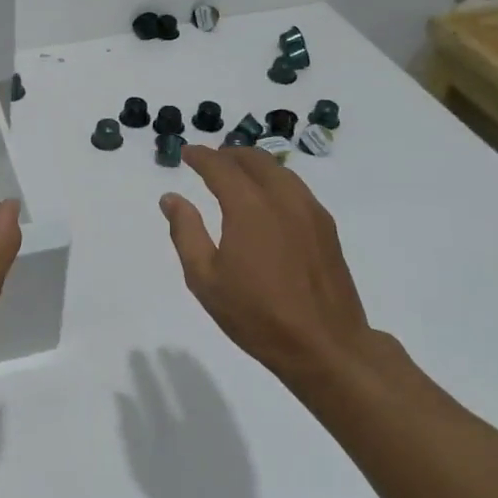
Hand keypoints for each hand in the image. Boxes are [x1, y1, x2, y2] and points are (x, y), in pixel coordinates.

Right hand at [159, 145, 371, 388]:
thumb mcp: (205, 279)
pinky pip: (296, 188)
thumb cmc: (256, 315)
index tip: (186, 152)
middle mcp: (282, 198)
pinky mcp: (326, 227)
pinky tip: (268, 200)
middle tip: (210, 161)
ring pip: (279, 170)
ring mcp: (310, 211)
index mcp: (249, 206)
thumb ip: (186, 232)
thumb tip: (171, 198)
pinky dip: (275, 180)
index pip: (220, 166)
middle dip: (228, 154)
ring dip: (254, 164)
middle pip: (254, 159)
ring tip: (237, 175)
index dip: (201, 156)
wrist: (325, 345)